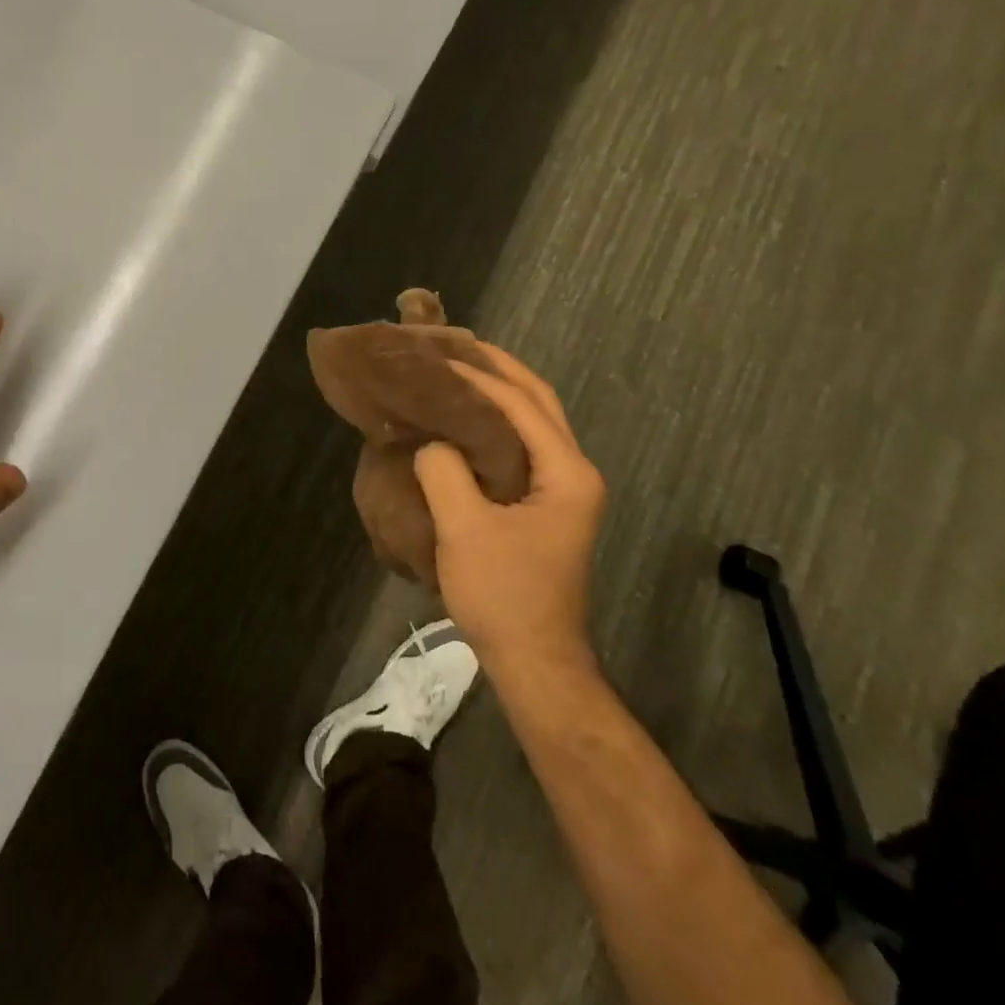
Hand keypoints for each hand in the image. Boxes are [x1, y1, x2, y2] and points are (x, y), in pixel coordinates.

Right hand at [414, 343, 605, 672]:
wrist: (533, 660)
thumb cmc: (503, 594)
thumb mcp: (464, 529)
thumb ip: (444, 470)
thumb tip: (431, 442)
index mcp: (566, 472)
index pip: (521, 404)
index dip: (478, 376)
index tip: (435, 355)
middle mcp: (574, 472)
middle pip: (539, 402)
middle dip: (499, 369)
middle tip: (454, 343)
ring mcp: (563, 490)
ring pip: (533, 422)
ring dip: (499, 392)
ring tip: (456, 369)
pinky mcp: (545, 505)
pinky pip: (521, 446)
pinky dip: (495, 422)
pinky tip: (463, 419)